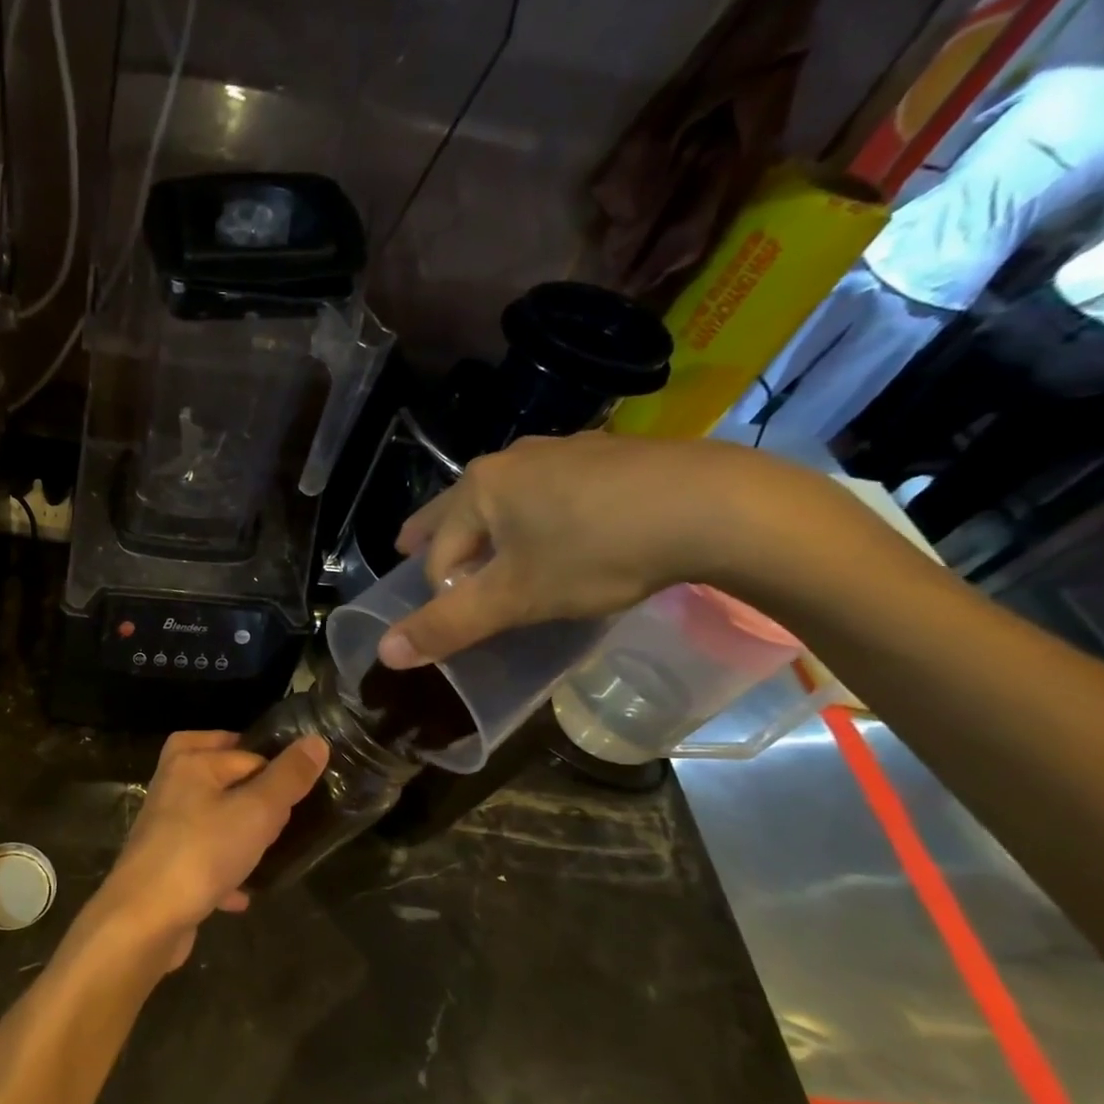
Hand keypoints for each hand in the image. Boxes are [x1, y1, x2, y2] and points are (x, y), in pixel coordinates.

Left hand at [84, 730, 327, 969]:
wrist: (145, 918)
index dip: (274, 772)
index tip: (296, 798)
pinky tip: (243, 893)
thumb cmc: (203, 853)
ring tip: (268, 849)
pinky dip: (222, 871)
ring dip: (237, 832)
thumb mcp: (257, 811)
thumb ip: (288, 777)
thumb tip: (315, 741)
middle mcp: (171, 786)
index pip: (244, 751)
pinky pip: (201, 859)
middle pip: (218, 776)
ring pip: (210, 817)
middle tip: (280, 813)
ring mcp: (164, 827)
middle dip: (250, 792)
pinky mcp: (163, 865)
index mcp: (189, 762)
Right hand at [376, 432, 806, 668]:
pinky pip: (553, 489)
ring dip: (491, 524)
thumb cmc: (597, 552)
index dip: (440, 588)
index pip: (437, 550)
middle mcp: (513, 459)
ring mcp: (565, 450)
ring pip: (506, 496)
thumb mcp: (517, 598)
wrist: (720, 507)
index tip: (461, 616)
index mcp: (479, 488)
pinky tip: (565, 531)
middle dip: (436, 533)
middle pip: (458, 508)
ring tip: (493, 548)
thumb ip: (448, 625)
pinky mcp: (611, 455)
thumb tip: (384, 653)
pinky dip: (540, 512)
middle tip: (412, 547)